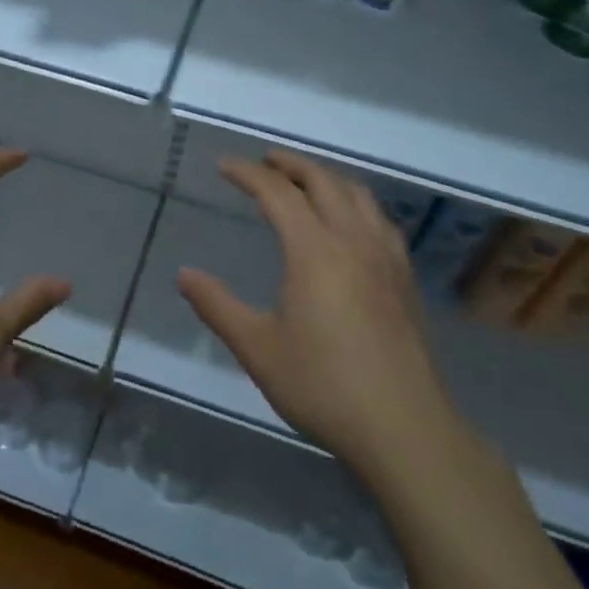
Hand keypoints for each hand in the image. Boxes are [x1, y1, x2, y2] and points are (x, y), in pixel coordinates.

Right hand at [178, 151, 461, 480]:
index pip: (278, 193)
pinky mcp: (404, 279)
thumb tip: (184, 275)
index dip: (248, 173)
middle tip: (265, 161)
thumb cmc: (323, 385)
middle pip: (323, 181)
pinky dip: (356, 204)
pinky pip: (380, 220)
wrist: (403, 427)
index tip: (224, 165)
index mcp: (314, 250)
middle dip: (290, 164)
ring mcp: (385, 258)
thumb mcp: (257, 348)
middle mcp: (352, 241)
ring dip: (327, 178)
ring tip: (305, 181)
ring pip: (358, 196)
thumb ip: (217, 306)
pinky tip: (352, 224)